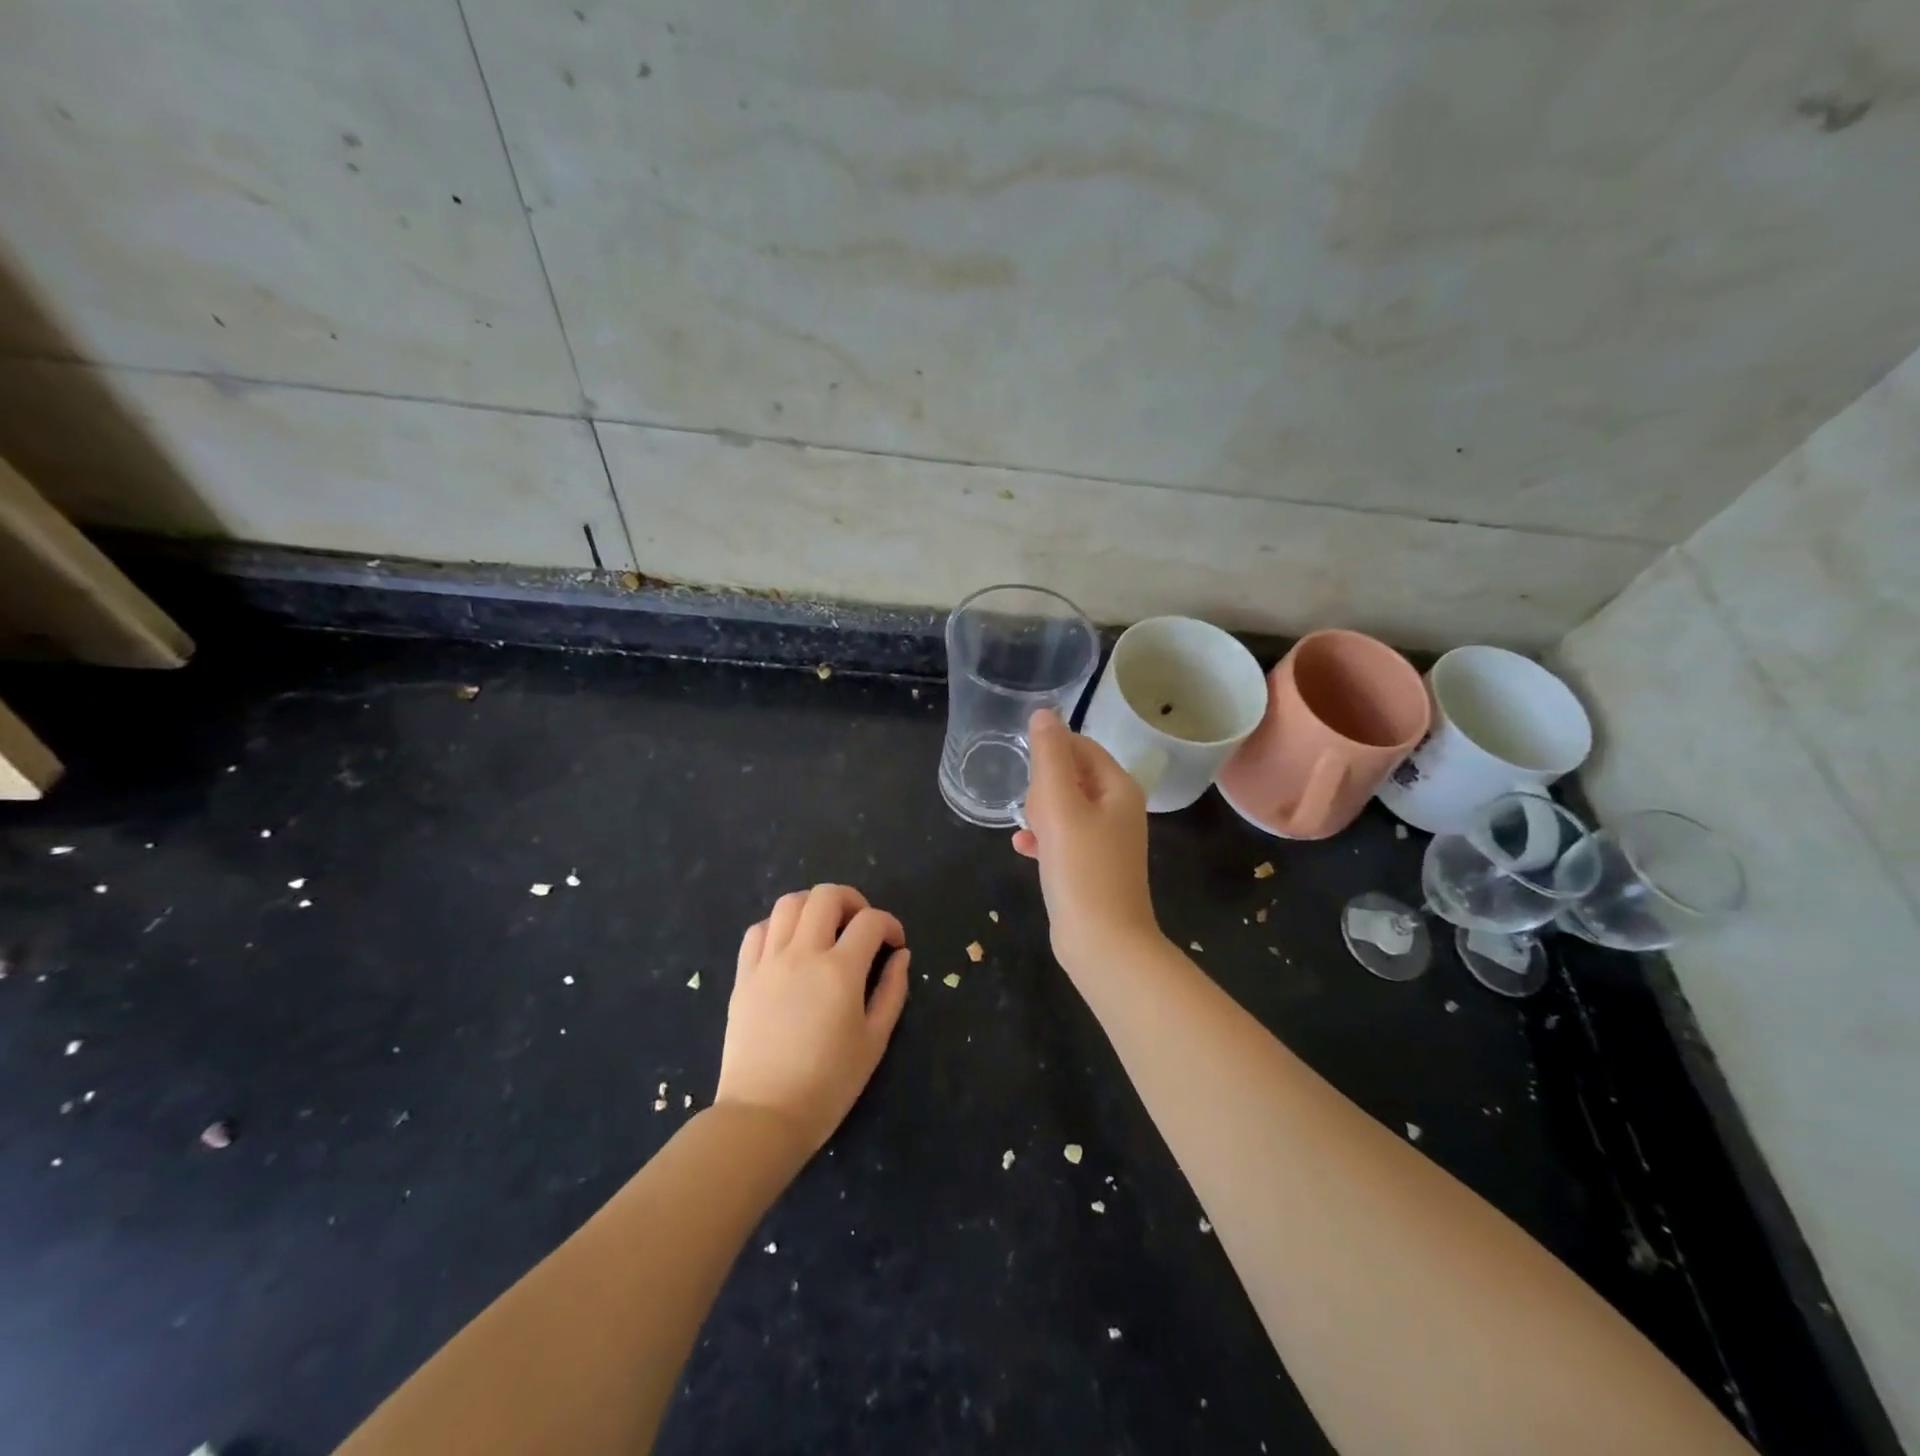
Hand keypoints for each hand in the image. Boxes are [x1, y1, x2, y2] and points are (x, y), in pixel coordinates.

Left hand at [715, 884, 909, 1151]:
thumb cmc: (828, 1084)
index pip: (871, 921)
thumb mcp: (874, 1041)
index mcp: (840, 971)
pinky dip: (778, 926)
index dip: (890, 924)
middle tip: (860, 925)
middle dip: (852, 900)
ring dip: (813, 906)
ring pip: (789, 903)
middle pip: (826, 895)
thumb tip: (901, 955)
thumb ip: (892, 991)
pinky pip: (758, 930)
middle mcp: (802, 954)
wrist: (764, 1116)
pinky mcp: (743, 976)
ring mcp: (768, 962)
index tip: (895, 943)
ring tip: (824, 929)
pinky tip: (789, 947)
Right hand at [1012, 709, 1159, 969]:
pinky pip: (1064, 838)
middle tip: (1031, 810)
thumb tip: (1044, 714)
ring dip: (1040, 812)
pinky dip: (1044, 838)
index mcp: (1119, 788)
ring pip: (1065, 808)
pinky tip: (1022, 848)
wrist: (1103, 943)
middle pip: (1073, 776)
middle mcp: (1119, 809)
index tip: (1026, 771)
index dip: (1050, 751)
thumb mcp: (1060, 805)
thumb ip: (1050, 756)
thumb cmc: (1081, 868)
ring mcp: (1108, 840)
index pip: (1082, 746)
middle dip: (1044, 787)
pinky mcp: (1093, 867)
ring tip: (1025, 828)